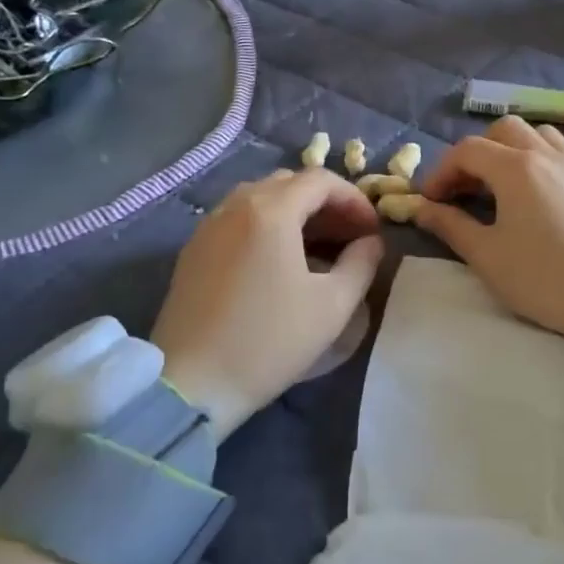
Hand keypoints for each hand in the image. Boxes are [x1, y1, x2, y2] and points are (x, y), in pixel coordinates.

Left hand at [152, 168, 383, 435]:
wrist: (192, 383)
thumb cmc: (270, 341)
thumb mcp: (333, 306)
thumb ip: (361, 264)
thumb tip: (371, 243)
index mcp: (270, 211)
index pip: (320, 180)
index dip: (354, 199)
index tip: (371, 231)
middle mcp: (235, 206)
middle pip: (289, 183)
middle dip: (325, 204)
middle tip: (349, 237)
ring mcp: (208, 226)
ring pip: (260, 199)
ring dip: (295, 213)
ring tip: (318, 248)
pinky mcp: (193, 249)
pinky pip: (237, 219)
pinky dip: (266, 225)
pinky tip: (279, 261)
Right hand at [415, 116, 563, 352]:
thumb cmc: (543, 278)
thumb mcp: (486, 255)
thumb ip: (450, 225)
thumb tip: (422, 208)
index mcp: (516, 168)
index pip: (467, 150)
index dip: (441, 171)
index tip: (430, 201)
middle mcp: (546, 155)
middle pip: (502, 130)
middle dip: (475, 154)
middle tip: (463, 190)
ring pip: (536, 135)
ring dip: (509, 150)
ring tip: (498, 186)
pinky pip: (559, 152)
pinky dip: (536, 159)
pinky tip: (532, 195)